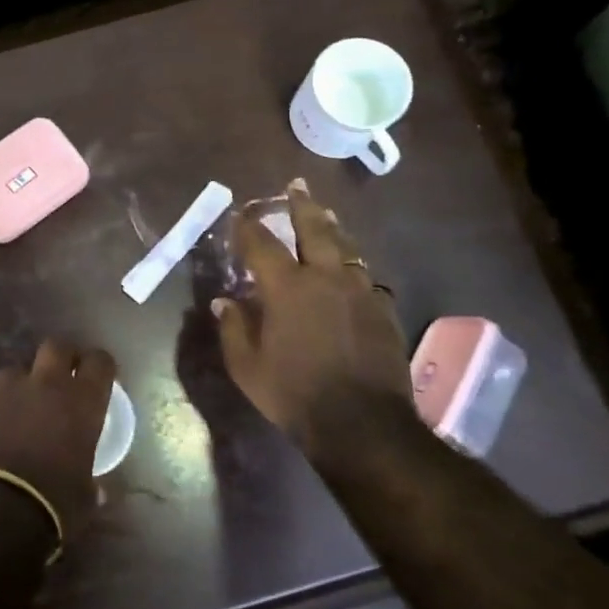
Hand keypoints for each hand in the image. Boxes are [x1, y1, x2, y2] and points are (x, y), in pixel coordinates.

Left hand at [0, 339, 115, 555]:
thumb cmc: (53, 504)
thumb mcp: (85, 497)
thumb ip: (91, 483)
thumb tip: (97, 489)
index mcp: (81, 401)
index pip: (99, 362)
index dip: (100, 367)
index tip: (98, 380)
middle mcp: (44, 384)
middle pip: (56, 347)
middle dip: (61, 358)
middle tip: (61, 380)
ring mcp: (3, 390)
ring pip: (15, 372)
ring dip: (21, 388)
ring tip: (18, 414)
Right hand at [213, 181, 412, 455]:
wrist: (362, 424)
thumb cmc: (294, 394)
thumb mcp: (247, 367)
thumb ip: (234, 329)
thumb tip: (225, 301)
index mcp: (287, 288)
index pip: (261, 244)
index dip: (247, 226)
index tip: (239, 214)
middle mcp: (326, 278)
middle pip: (314, 228)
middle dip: (301, 204)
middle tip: (296, 185)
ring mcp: (360, 292)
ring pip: (347, 248)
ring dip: (333, 228)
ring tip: (326, 216)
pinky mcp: (383, 310)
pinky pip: (366, 277)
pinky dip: (353, 267)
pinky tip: (352, 272)